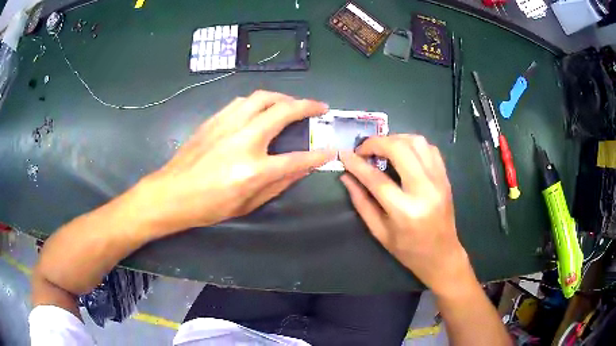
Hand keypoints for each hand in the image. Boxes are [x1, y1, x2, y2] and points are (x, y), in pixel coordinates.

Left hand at [136, 90, 334, 235]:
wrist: (171, 193)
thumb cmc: (208, 206)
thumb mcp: (247, 204)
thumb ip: (278, 184)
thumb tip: (302, 168)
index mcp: (253, 170)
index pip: (296, 158)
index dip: (318, 155)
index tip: (331, 149)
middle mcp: (243, 140)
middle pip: (283, 112)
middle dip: (307, 106)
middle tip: (320, 107)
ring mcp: (227, 125)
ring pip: (262, 97)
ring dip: (283, 97)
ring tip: (292, 103)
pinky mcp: (214, 119)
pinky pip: (243, 101)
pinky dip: (260, 101)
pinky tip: (262, 108)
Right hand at [339, 135, 470, 294]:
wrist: (442, 255)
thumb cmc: (408, 250)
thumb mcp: (380, 233)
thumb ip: (361, 203)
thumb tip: (346, 177)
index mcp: (405, 211)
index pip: (376, 178)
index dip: (356, 164)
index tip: (344, 154)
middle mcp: (424, 190)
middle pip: (399, 150)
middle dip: (376, 143)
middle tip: (363, 149)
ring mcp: (438, 181)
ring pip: (417, 142)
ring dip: (395, 139)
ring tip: (383, 149)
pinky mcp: (445, 178)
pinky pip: (430, 148)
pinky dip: (413, 144)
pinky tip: (403, 153)